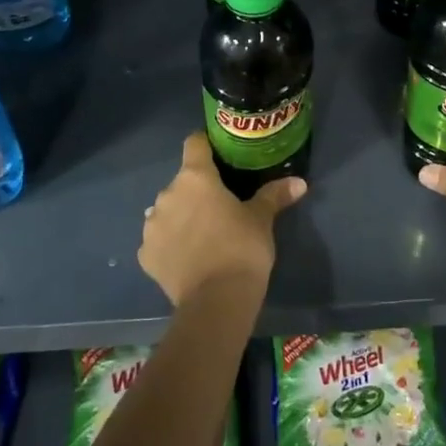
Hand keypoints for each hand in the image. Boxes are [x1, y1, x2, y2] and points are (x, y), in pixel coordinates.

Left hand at [138, 134, 306, 306]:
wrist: (216, 301)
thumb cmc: (242, 248)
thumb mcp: (262, 219)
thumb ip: (275, 195)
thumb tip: (299, 182)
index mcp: (195, 178)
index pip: (194, 144)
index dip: (206, 145)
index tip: (220, 155)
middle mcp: (167, 195)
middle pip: (182, 182)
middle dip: (198, 191)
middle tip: (221, 207)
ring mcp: (151, 226)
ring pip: (167, 211)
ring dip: (182, 216)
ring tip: (204, 236)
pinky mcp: (146, 255)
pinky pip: (159, 240)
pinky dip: (172, 244)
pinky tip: (189, 259)